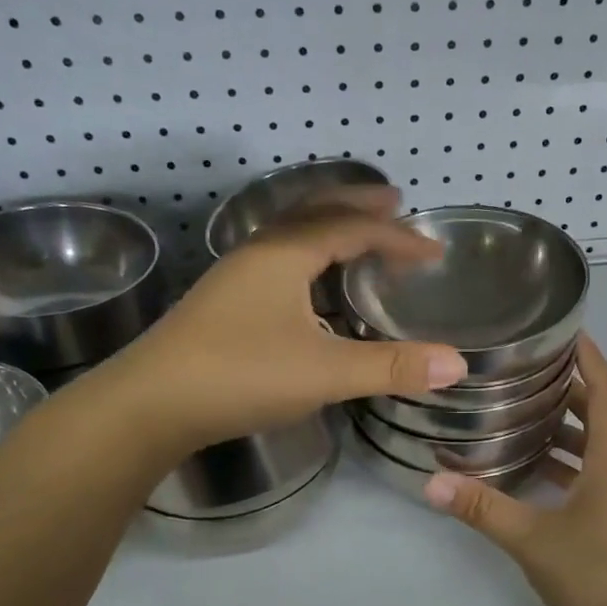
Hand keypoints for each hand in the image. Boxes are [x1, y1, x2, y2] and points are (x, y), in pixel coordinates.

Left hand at [91, 188, 467, 451]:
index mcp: (284, 254)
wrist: (148, 404)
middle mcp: (258, 252)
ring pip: (290, 234)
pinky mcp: (222, 301)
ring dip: (329, 227)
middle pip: (315, 212)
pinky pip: (277, 259)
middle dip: (358, 205)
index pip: (352, 228)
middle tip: (395, 202)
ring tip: (358, 236)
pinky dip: (308, 256)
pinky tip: (311, 288)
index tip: (434, 252)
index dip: (398, 237)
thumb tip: (458, 364)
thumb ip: (391, 366)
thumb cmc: (239, 375)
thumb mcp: (324, 373)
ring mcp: (234, 276)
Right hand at [422, 335, 606, 605]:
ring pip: (595, 448)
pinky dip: (565, 463)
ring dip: (564, 428)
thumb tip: (432, 483)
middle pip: (600, 416)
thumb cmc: (598, 577)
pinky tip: (530, 470)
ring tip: (518, 413)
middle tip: (525, 371)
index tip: (568, 331)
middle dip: (568, 390)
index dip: (592, 359)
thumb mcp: (533, 540)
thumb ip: (483, 508)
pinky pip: (592, 475)